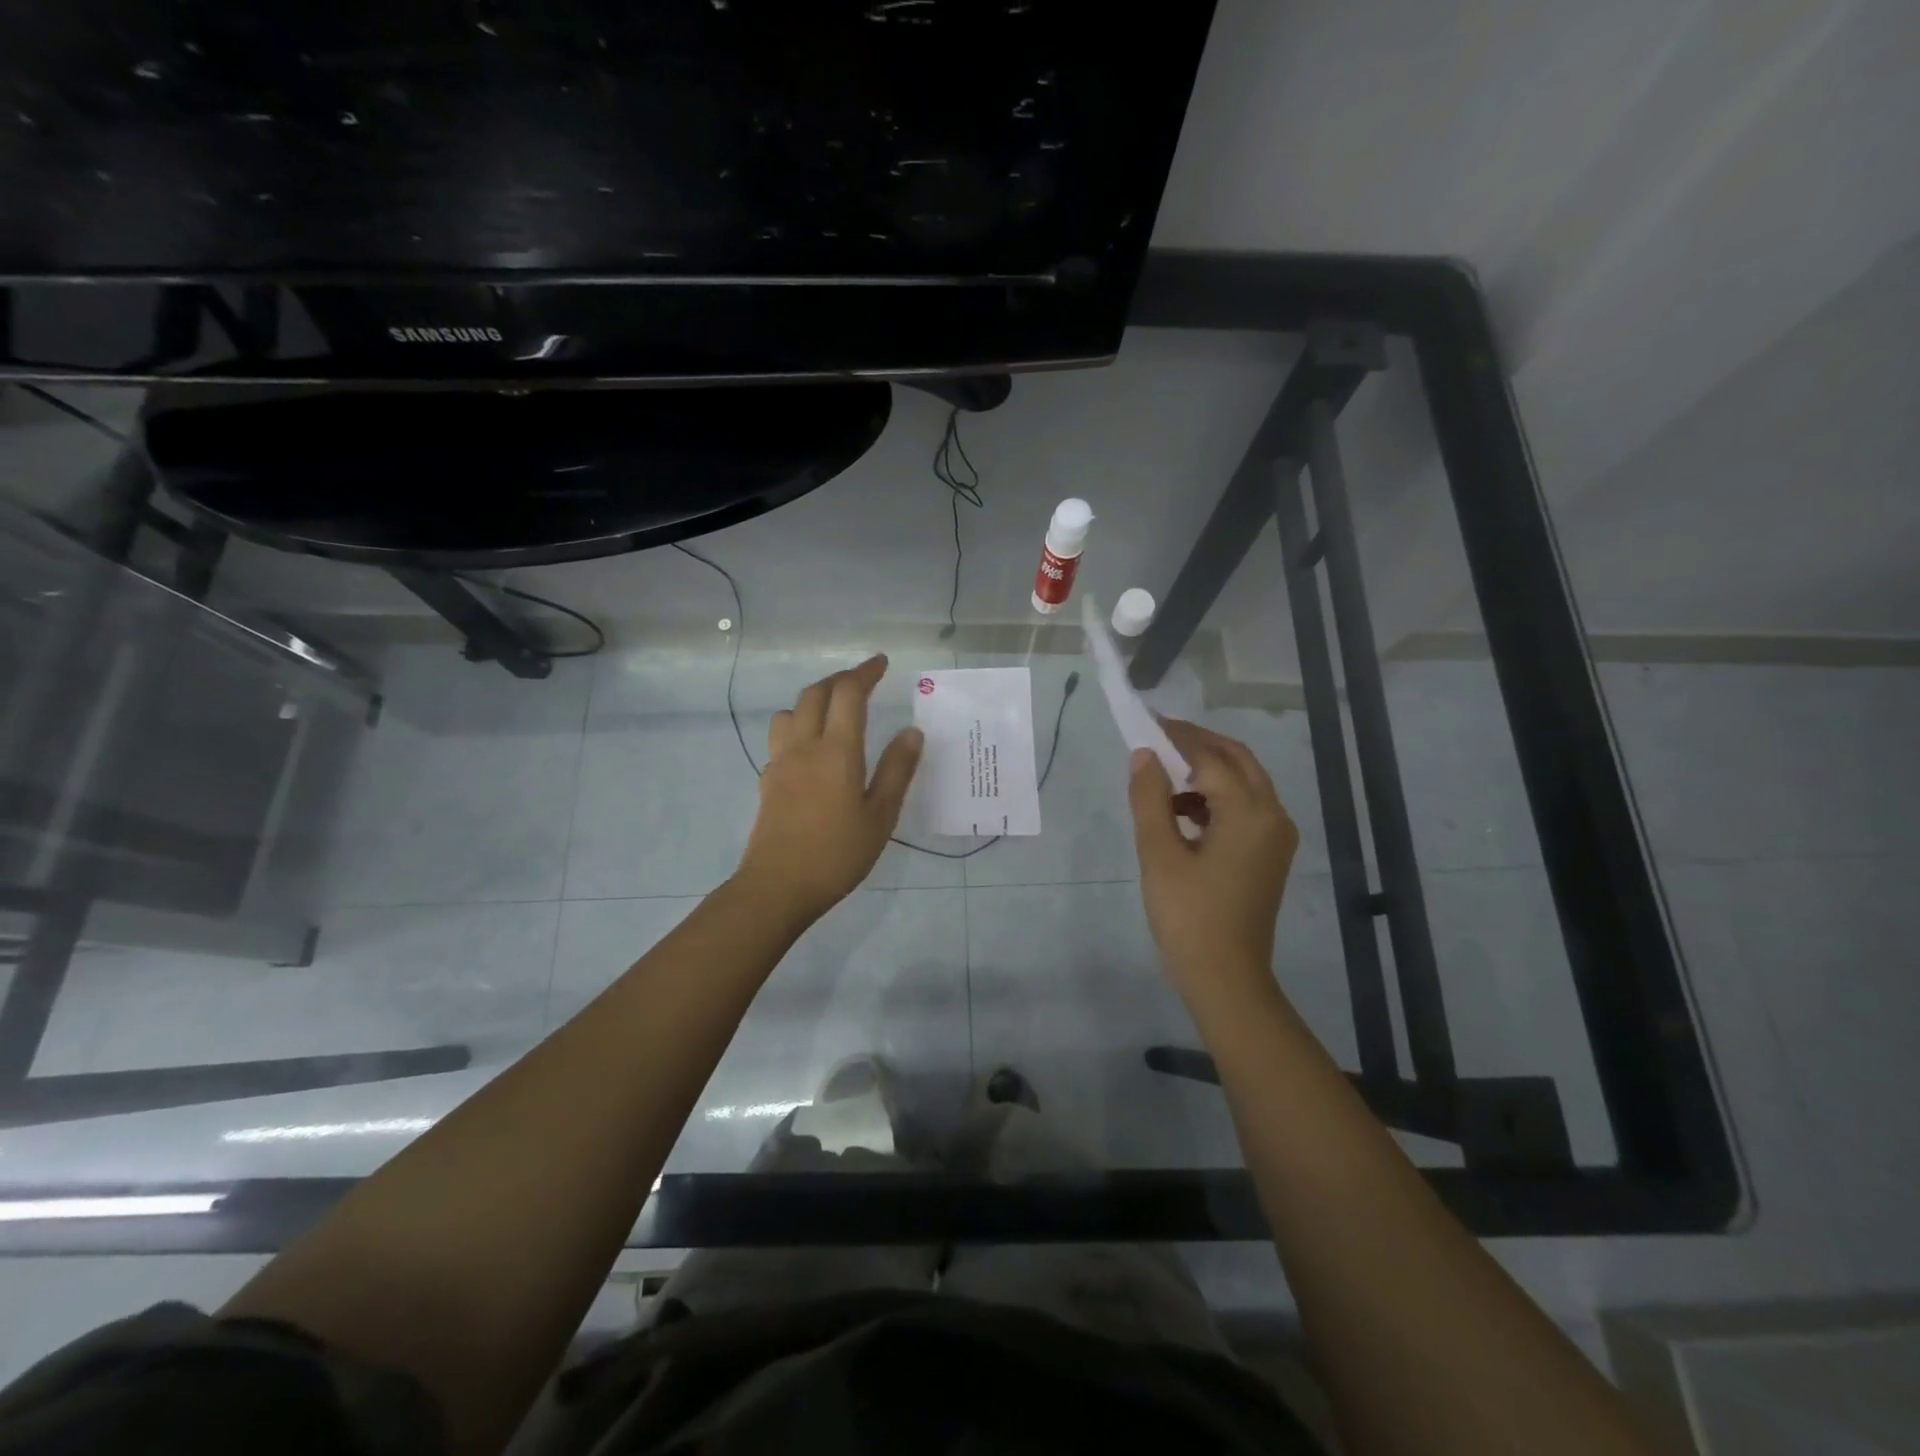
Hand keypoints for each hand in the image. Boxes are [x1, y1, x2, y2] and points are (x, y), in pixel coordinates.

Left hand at [734, 655, 922, 921]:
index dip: (865, 672)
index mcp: (837, 751)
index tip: (881, 663)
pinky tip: (811, 750)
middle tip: (862, 681)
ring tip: (833, 711)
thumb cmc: (837, 854)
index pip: (849, 694)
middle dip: (840, 680)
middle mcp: (804, 746)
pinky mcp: (768, 781)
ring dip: (813, 700)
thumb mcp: (880, 816)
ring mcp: (781, 762)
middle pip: (815, 694)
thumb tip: (912, 732)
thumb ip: (897, 770)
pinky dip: (798, 727)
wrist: (778, 887)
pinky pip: (781, 738)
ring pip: (791, 712)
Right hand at [1128, 718, 1299, 1004]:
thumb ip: (1150, 798)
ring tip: (1160, 775)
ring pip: (1242, 783)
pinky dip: (1213, 798)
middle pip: (1237, 761)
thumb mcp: (1159, 854)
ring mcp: (1275, 837)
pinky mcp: (1268, 855)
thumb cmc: (1189, 916)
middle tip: (1157, 737)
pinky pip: (1243, 809)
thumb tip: (1143, 755)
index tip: (1145, 721)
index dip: (1175, 738)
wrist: (1226, 979)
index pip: (1210, 758)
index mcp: (1250, 813)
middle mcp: (1273, 816)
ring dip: (1205, 771)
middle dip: (1197, 744)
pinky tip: (1180, 811)